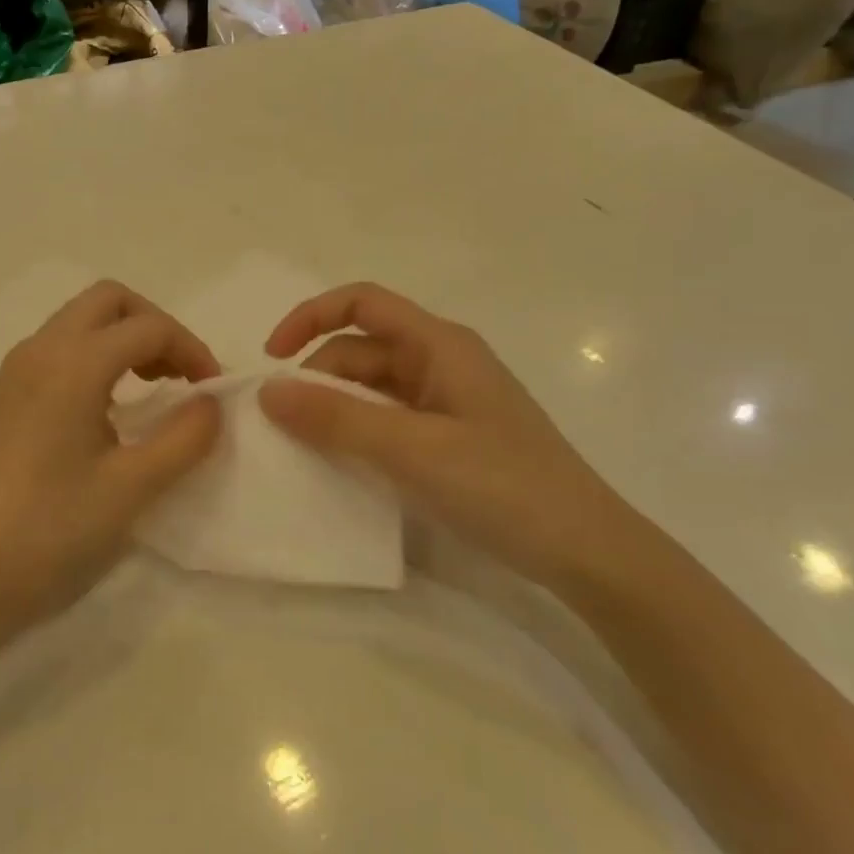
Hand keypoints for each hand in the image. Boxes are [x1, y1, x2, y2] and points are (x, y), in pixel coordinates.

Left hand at [0, 281, 222, 620]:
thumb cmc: (48, 526)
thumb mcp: (131, 487)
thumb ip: (184, 438)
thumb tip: (210, 403)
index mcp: (74, 362)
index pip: (149, 327)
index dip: (192, 350)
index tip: (212, 392)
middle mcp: (42, 348)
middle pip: (109, 300)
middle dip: (154, 325)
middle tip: (179, 374)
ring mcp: (18, 368)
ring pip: (81, 320)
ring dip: (124, 338)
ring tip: (153, 387)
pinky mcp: (7, 392)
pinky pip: (61, 346)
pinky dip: (96, 355)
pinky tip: (109, 406)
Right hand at [258, 282, 648, 589]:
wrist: (586, 551)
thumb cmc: (503, 486)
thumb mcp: (412, 449)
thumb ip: (337, 418)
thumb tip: (267, 390)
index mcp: (439, 344)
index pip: (361, 302)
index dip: (310, 317)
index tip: (272, 358)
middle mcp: (441, 361)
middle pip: (360, 350)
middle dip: (317, 378)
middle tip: (284, 427)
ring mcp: (447, 400)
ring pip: (372, 387)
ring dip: (335, 408)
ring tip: (306, 449)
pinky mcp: (450, 435)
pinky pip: (388, 418)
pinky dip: (358, 432)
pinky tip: (342, 463)